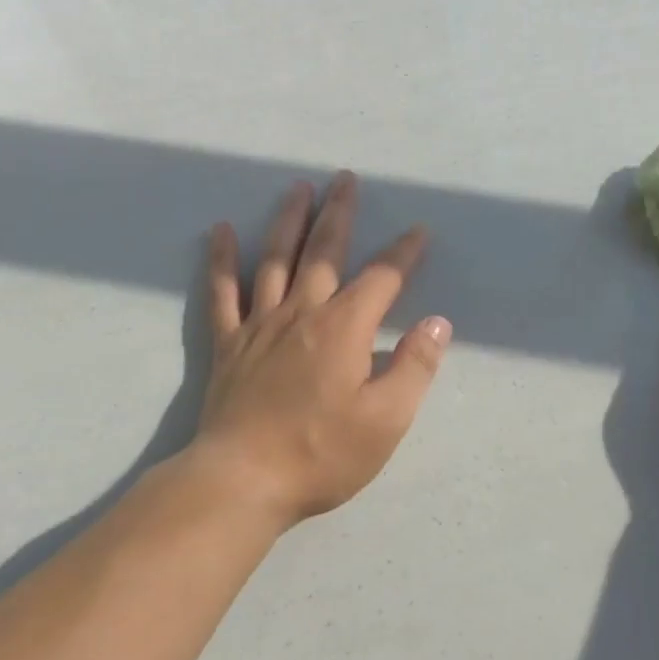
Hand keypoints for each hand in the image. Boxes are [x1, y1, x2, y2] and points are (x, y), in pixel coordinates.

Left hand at [191, 172, 451, 528]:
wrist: (243, 479)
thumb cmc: (322, 454)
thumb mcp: (386, 420)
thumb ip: (414, 367)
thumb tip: (436, 324)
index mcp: (344, 329)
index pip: (381, 279)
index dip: (403, 253)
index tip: (419, 231)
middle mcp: (302, 313)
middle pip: (324, 251)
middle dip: (339, 213)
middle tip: (345, 179)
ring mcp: (260, 325)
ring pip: (275, 259)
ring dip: (288, 220)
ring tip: (297, 188)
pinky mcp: (228, 344)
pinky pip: (222, 291)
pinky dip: (222, 258)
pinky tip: (222, 230)